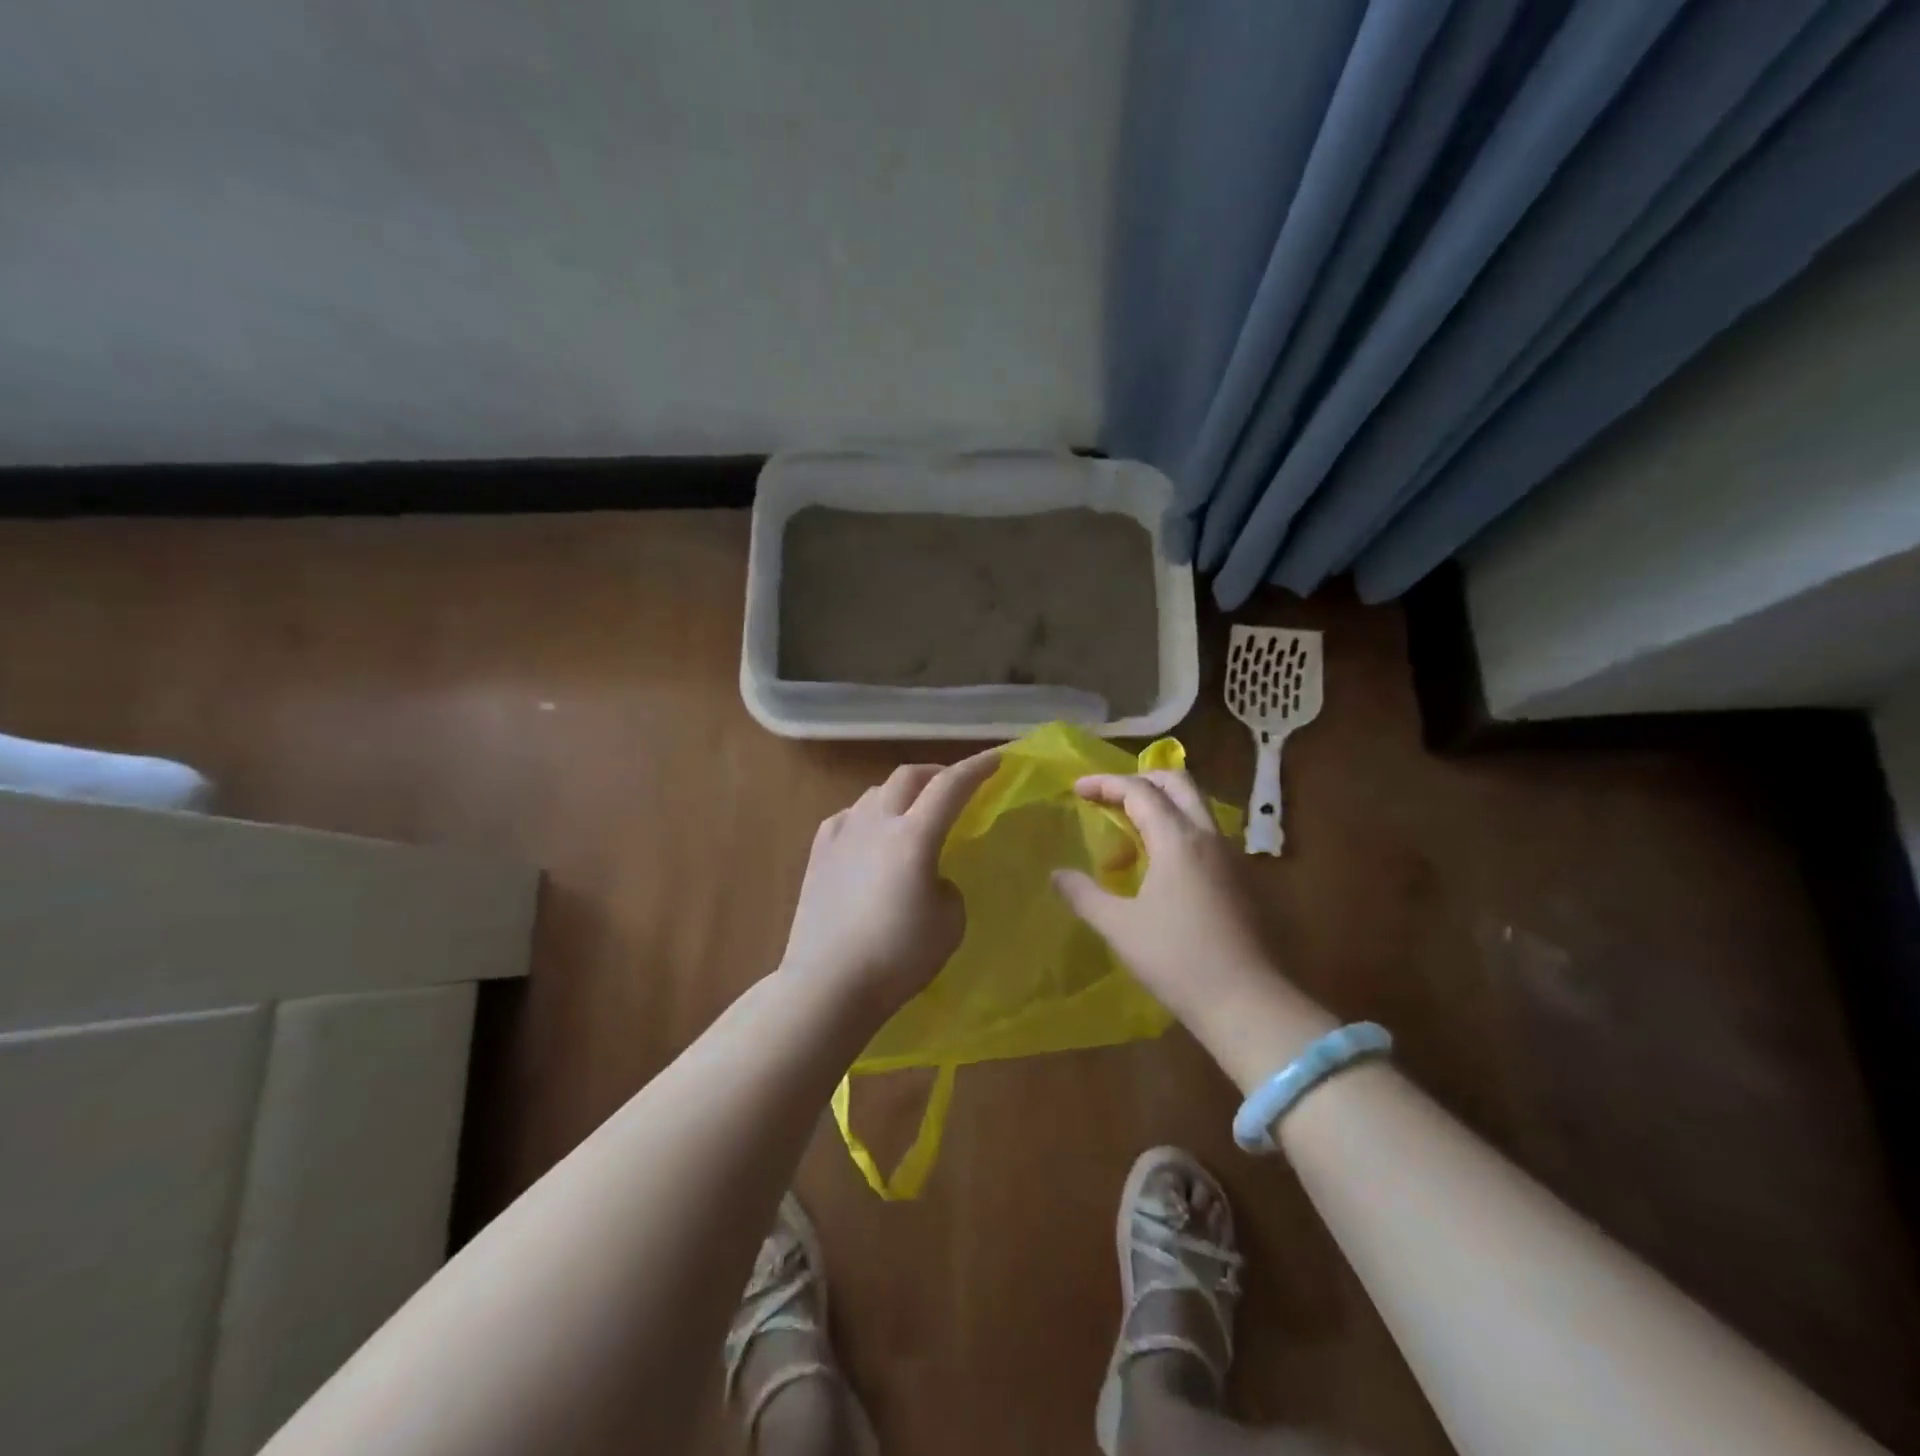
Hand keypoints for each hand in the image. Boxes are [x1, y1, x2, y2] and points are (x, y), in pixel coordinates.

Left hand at [780, 752, 999, 1019]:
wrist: (827, 984)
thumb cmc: (897, 957)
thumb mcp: (949, 924)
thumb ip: (948, 887)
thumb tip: (933, 877)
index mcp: (914, 836)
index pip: (951, 786)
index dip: (977, 767)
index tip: (998, 758)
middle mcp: (876, 823)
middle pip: (909, 776)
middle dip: (937, 773)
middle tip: (954, 785)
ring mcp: (842, 834)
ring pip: (875, 793)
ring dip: (901, 793)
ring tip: (913, 810)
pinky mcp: (818, 853)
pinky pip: (848, 817)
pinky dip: (868, 814)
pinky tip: (870, 832)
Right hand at [1052, 770, 1329, 1063]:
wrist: (1247, 1002)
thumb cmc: (1177, 960)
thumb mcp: (1120, 927)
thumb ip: (1084, 895)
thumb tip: (1057, 875)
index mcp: (1177, 839)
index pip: (1139, 790)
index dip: (1105, 784)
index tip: (1077, 789)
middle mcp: (1208, 836)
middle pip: (1177, 783)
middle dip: (1140, 779)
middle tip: (1109, 796)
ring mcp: (1230, 856)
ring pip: (1196, 806)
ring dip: (1162, 802)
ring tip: (1130, 827)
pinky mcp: (1241, 878)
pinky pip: (1205, 832)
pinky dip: (1178, 827)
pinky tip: (1160, 861)